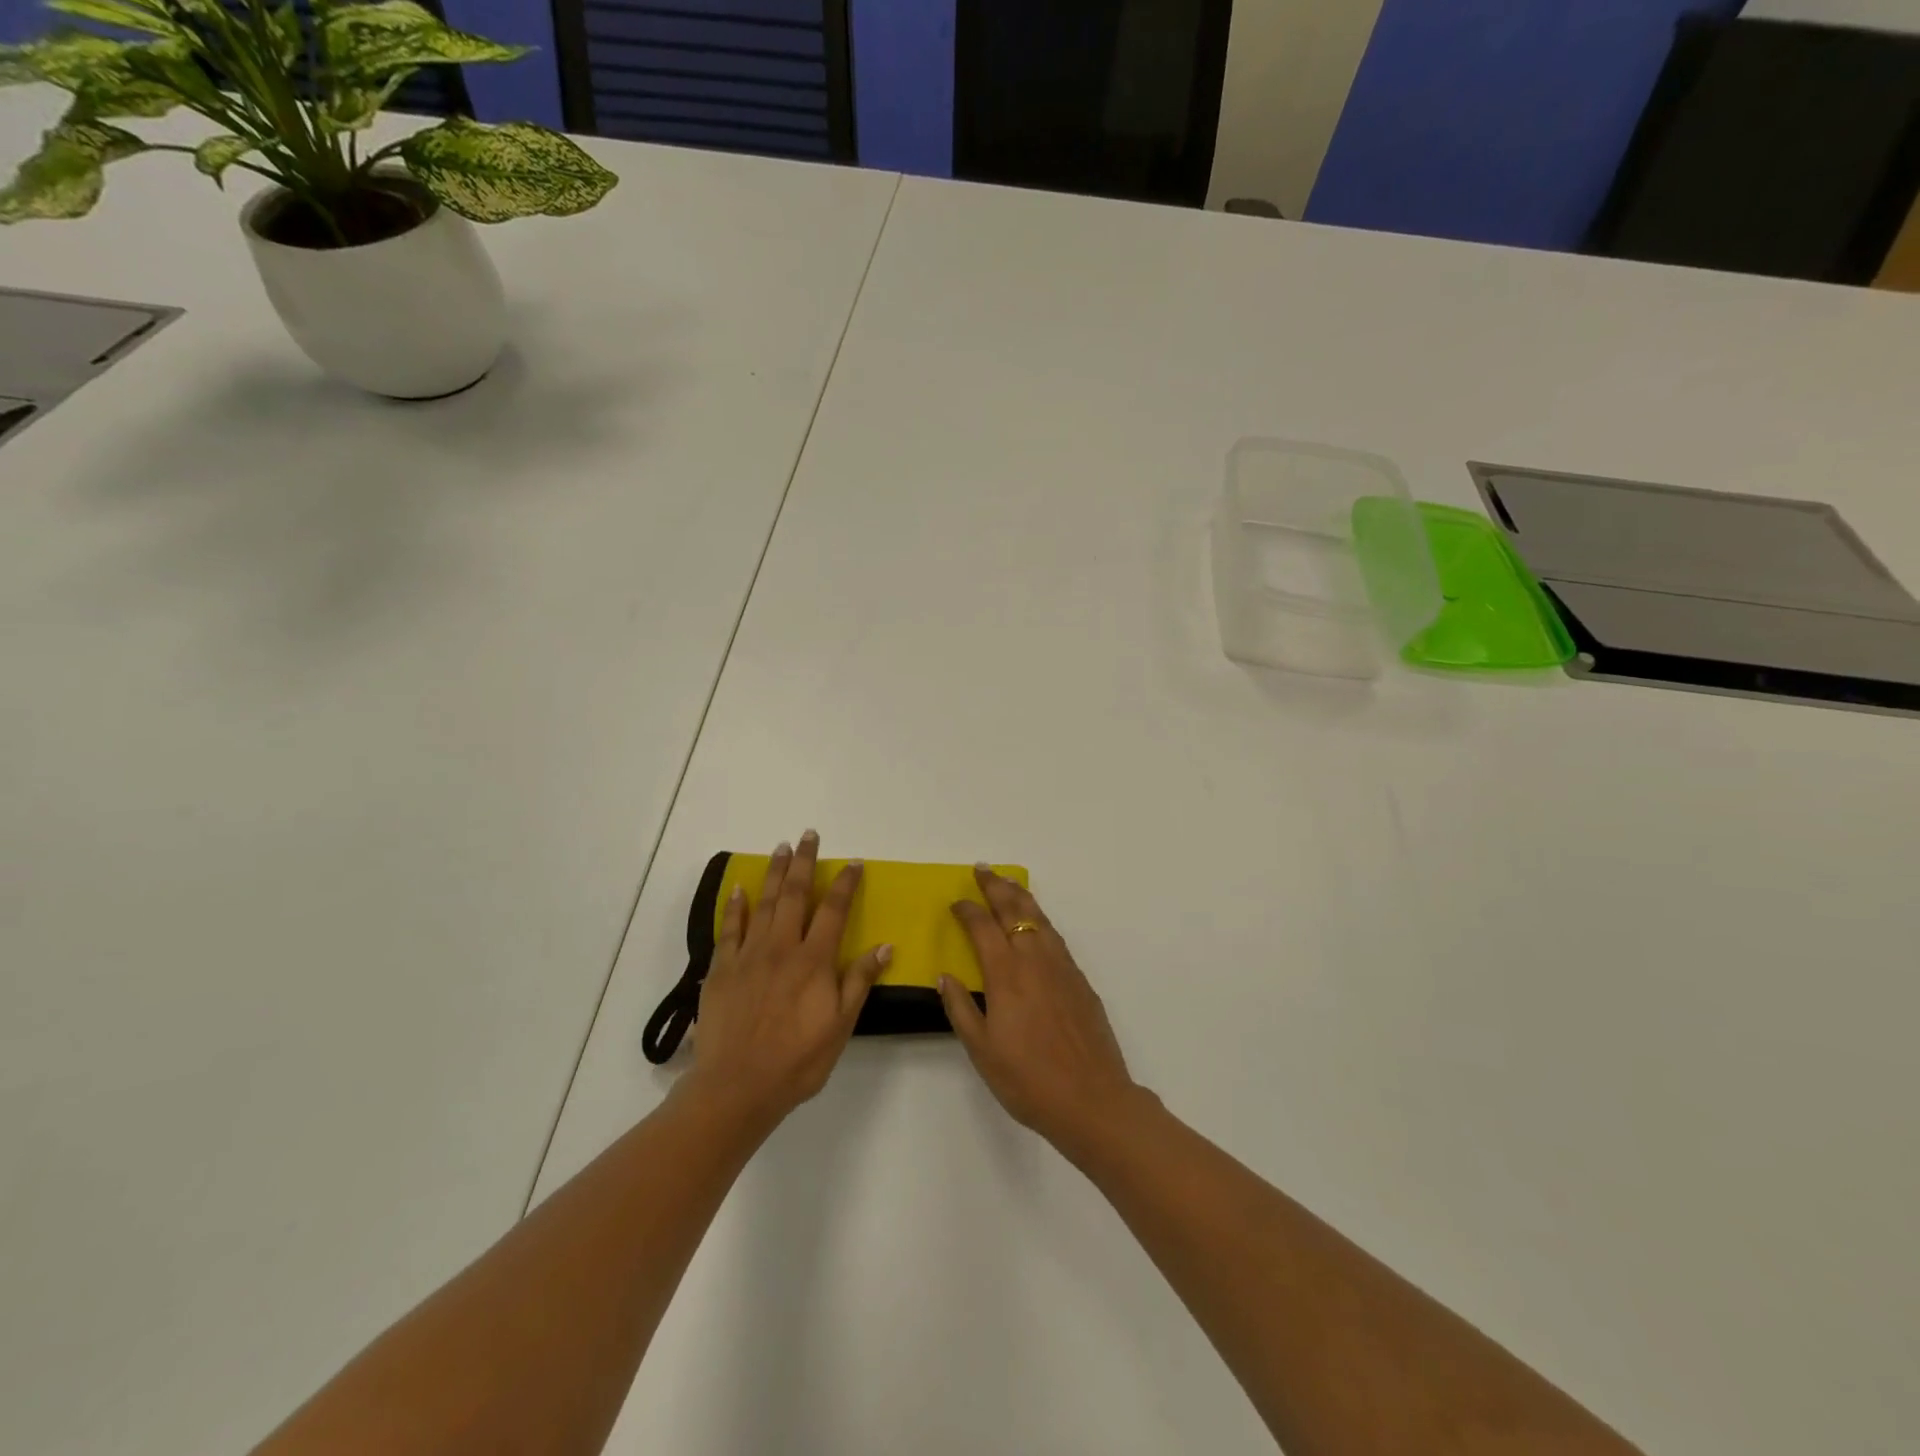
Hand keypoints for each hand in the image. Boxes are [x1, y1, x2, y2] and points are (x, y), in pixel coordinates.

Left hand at [686, 831, 890, 1129]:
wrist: (737, 1086)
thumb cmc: (797, 1060)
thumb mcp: (841, 1025)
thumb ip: (859, 981)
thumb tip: (884, 946)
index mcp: (814, 961)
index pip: (834, 911)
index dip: (845, 884)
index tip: (853, 862)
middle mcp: (782, 948)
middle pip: (795, 895)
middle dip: (804, 863)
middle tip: (808, 835)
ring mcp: (748, 955)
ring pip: (763, 903)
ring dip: (773, 873)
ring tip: (780, 848)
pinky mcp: (722, 969)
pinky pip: (729, 929)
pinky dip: (734, 907)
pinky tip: (738, 889)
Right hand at [939, 866, 1145, 1157]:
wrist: (1092, 1099)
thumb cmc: (1028, 1079)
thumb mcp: (982, 1050)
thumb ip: (960, 1009)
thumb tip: (944, 976)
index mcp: (1006, 974)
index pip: (983, 927)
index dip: (968, 910)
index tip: (956, 902)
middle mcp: (1035, 960)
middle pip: (1014, 910)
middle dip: (996, 886)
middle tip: (982, 869)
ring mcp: (1062, 967)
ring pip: (1039, 918)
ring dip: (1021, 897)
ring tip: (1009, 883)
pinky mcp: (1080, 980)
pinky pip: (1056, 936)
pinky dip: (1041, 919)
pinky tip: (1037, 924)